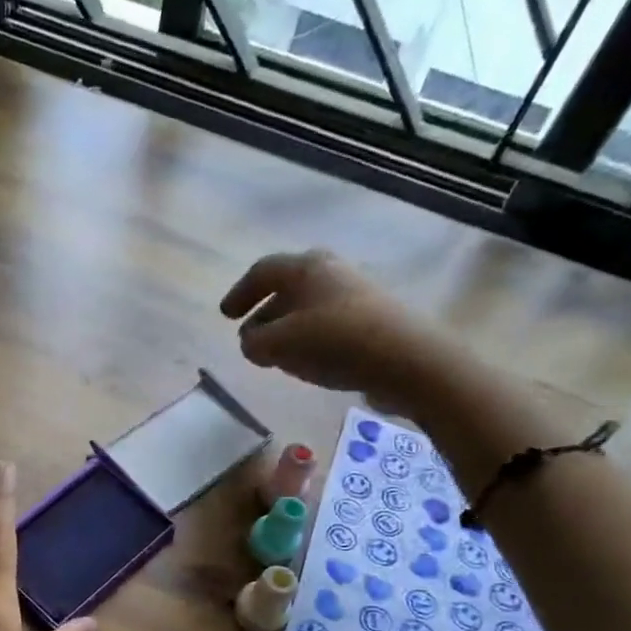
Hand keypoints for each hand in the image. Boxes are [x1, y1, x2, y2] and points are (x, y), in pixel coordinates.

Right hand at [220, 250, 464, 412]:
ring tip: (276, 356)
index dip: (239, 293)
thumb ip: (253, 342)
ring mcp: (354, 293)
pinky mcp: (370, 318)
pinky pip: (327, 324)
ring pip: (307, 308)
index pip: (262, 272)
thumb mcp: (278, 345)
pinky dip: (308, 339)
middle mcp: (330, 271)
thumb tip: (251, 341)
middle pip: (287, 288)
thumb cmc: (333, 342)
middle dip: (264, 313)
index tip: (226, 316)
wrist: (405, 358)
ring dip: (286, 329)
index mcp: (305, 267)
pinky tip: (308, 362)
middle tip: (250, 338)